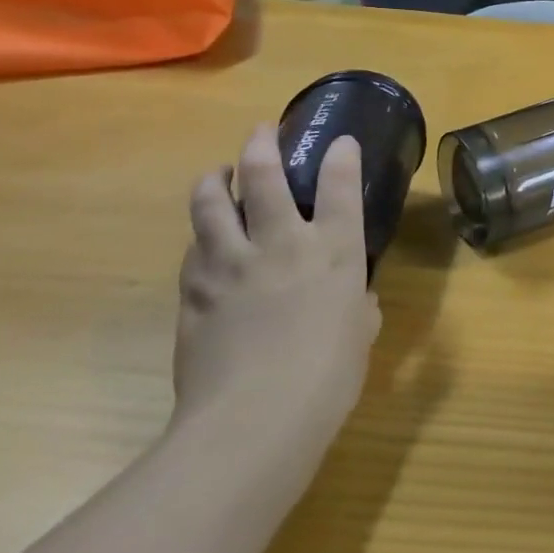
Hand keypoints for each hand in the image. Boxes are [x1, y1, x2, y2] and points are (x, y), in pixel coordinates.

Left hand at [171, 126, 381, 481]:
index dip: (341, 156)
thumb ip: (357, 305)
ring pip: (210, 205)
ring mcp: (230, 265)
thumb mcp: (360, 332)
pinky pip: (193, 252)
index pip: (340, 185)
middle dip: (262, 145)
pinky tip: (204, 242)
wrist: (254, 419)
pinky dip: (200, 238)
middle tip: (261, 133)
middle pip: (263, 177)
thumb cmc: (328, 374)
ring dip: (213, 181)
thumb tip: (351, 299)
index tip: (340, 141)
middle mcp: (280, 243)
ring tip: (217, 175)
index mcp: (333, 250)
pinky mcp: (192, 294)